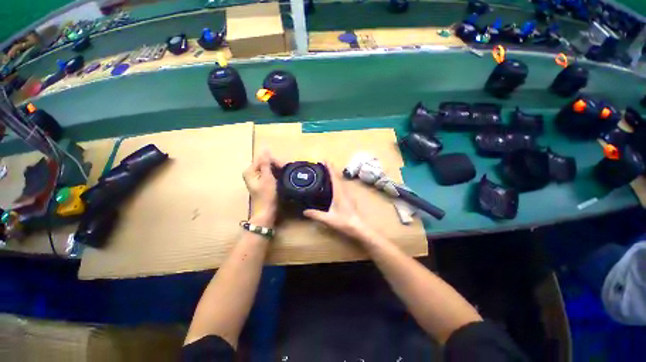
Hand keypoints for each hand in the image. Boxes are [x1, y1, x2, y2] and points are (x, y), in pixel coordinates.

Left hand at [243, 150, 281, 225]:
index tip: (285, 166)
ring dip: (277, 170)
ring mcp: (255, 179)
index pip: (263, 158)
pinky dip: (275, 175)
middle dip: (276, 165)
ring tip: (287, 174)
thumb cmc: (266, 196)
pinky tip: (282, 178)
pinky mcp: (261, 184)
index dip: (274, 161)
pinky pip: (268, 175)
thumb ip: (266, 163)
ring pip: (268, 169)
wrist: (266, 214)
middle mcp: (250, 173)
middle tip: (287, 171)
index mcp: (249, 170)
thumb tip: (265, 148)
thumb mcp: (267, 178)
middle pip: (265, 163)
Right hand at [304, 163, 368, 240]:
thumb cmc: (344, 222)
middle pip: (337, 177)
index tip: (325, 160)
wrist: (358, 228)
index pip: (334, 177)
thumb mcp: (328, 219)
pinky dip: (336, 183)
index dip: (329, 168)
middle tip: (323, 165)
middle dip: (331, 170)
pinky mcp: (349, 200)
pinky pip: (342, 187)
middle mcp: (344, 192)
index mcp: (339, 193)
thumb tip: (304, 211)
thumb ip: (316, 215)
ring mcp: (348, 196)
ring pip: (340, 182)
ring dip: (334, 176)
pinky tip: (333, 187)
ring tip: (326, 173)